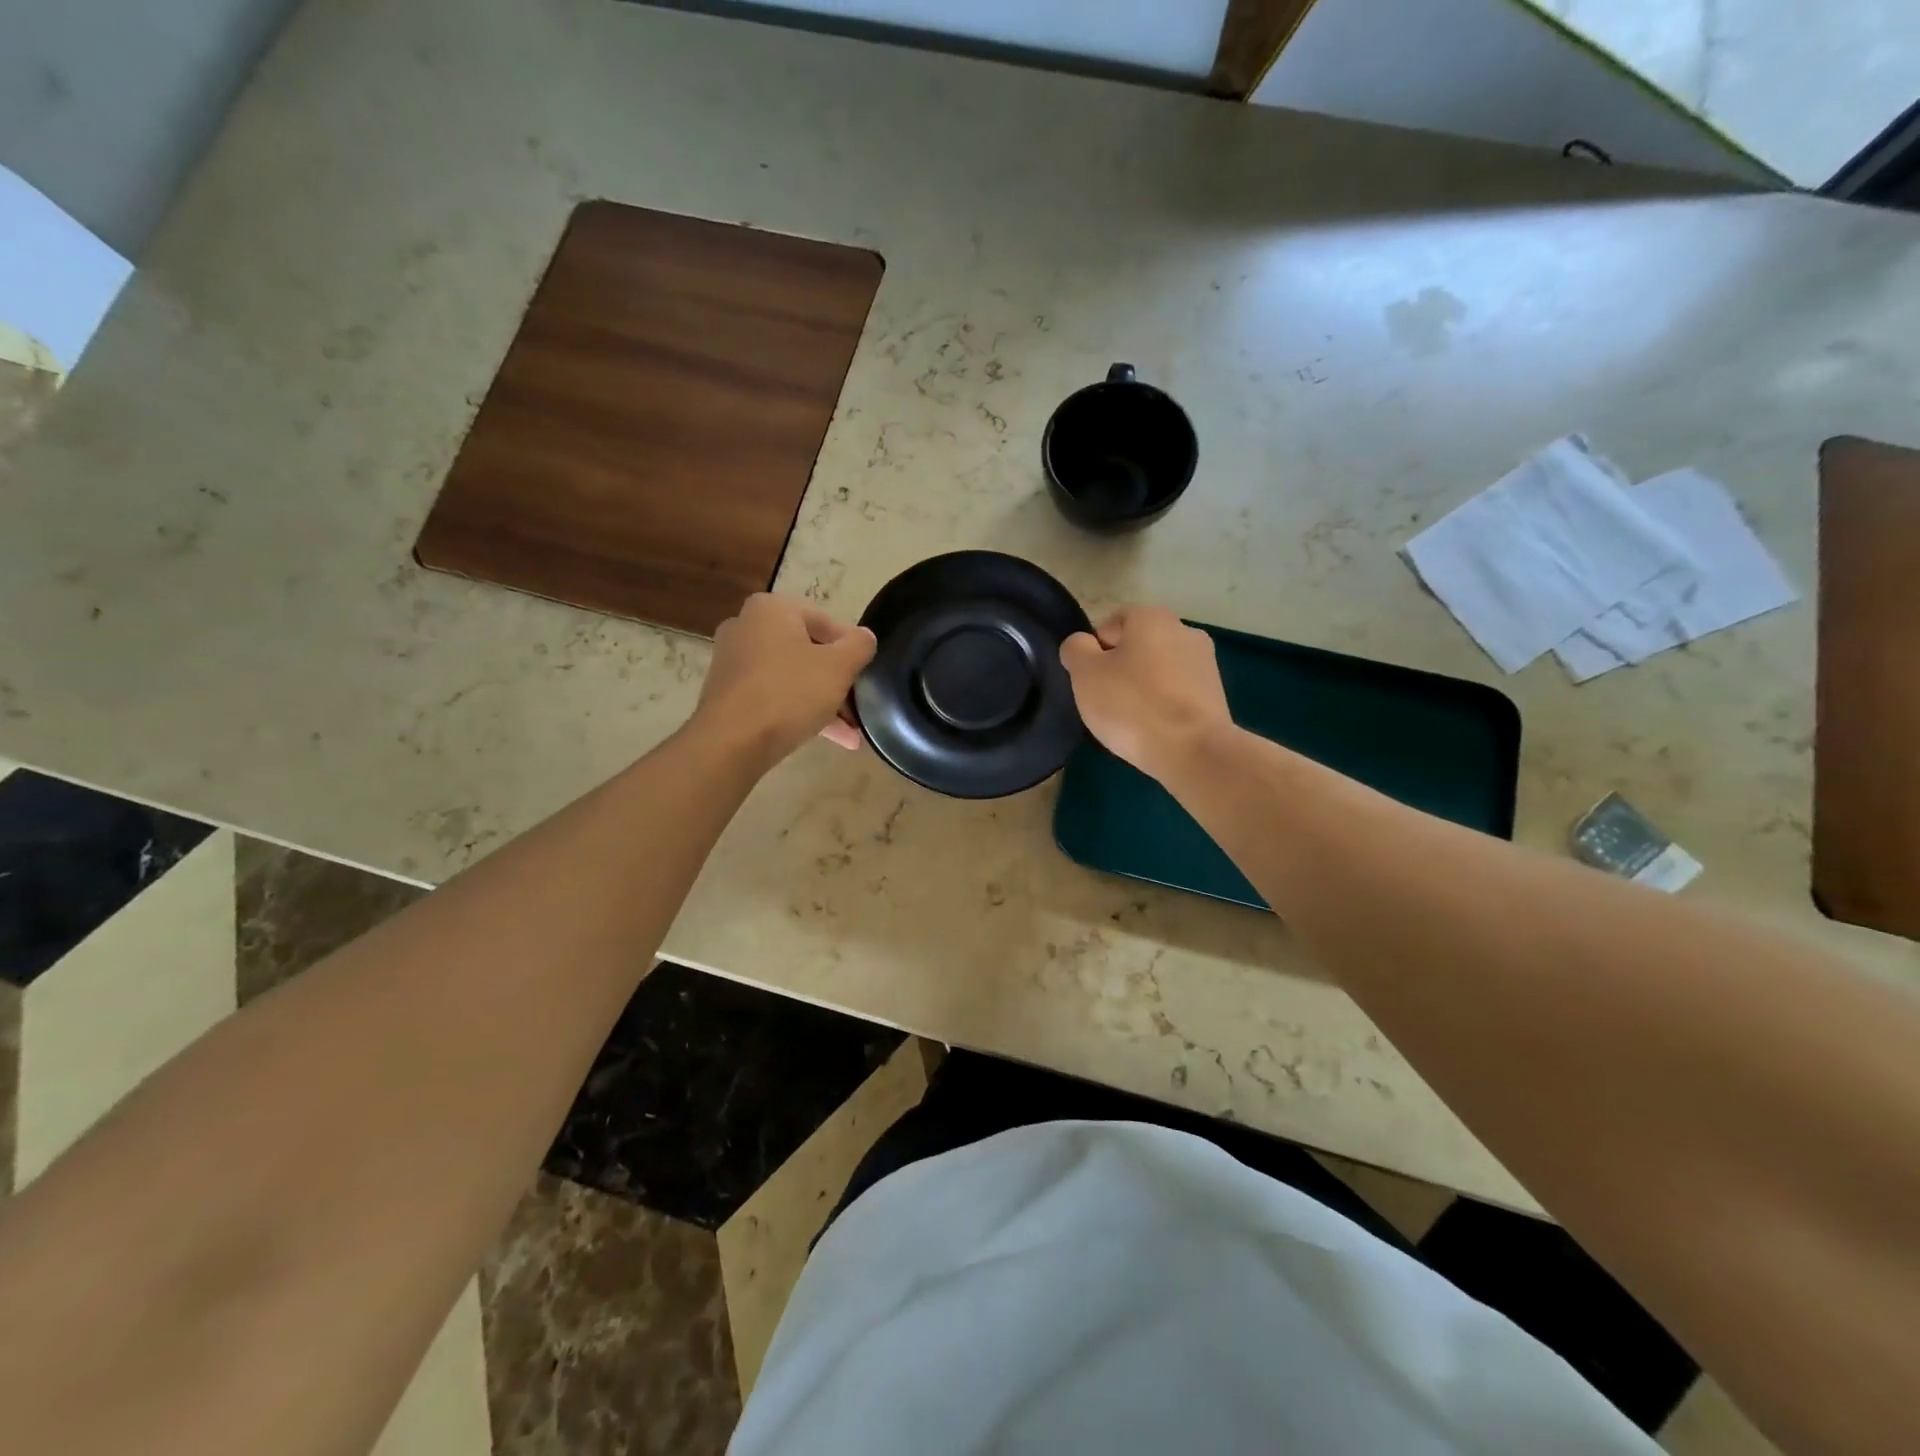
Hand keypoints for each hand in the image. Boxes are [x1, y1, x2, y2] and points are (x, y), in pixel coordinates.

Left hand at [696, 594, 876, 764]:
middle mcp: (746, 627)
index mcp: (772, 609)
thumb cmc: (789, 692)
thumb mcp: (839, 667)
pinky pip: (773, 696)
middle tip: (859, 707)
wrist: (732, 742)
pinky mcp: (728, 694)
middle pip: (808, 651)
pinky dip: (798, 711)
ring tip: (850, 734)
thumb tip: (865, 637)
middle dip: (837, 682)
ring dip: (823, 702)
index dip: (851, 649)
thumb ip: (859, 646)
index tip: (865, 675)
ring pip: (792, 677)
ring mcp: (733, 662)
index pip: (825, 622)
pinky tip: (828, 738)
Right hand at [1060, 606, 1231, 781]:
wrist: (1193, 751)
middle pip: (1138, 647)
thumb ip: (1076, 649)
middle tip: (1105, 702)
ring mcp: (1206, 663)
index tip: (1090, 681)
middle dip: (1121, 670)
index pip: (1111, 624)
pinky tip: (1154, 730)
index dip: (1094, 651)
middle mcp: (1184, 630)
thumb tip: (1082, 645)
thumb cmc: (1132, 705)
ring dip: (1143, 689)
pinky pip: (1177, 694)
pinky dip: (1164, 707)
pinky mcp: (1217, 695)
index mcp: (1152, 617)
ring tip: (1131, 721)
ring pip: (1159, 672)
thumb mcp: (1085, 674)